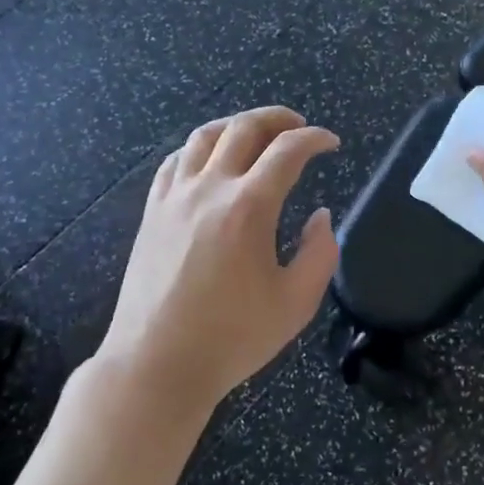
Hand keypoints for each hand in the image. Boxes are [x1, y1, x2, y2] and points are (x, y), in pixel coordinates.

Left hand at [98, 107, 339, 422]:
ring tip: (257, 135)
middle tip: (299, 127)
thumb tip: (320, 216)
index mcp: (248, 207)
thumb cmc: (231, 338)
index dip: (315, 138)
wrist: (156, 365)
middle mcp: (209, 188)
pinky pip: (174, 161)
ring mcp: (174, 197)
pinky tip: (209, 162)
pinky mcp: (152, 212)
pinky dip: (199, 149)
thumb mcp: (296, 303)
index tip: (331, 143)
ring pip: (205, 136)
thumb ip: (320, 253)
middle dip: (278, 119)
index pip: (287, 150)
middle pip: (244, 128)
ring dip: (237, 126)